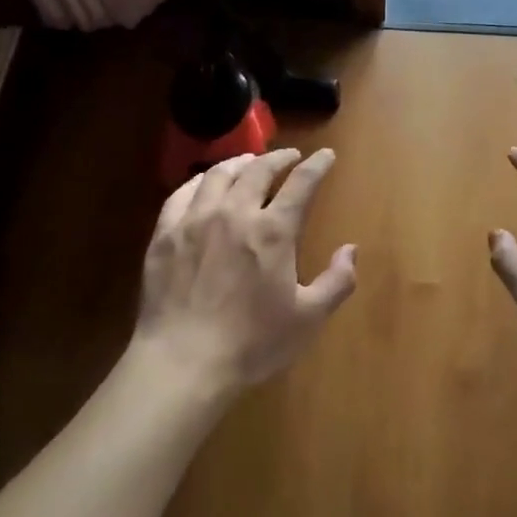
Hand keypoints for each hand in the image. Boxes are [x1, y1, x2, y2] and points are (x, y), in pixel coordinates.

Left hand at [133, 148, 356, 395]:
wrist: (183, 362)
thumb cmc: (252, 343)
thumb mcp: (308, 319)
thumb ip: (336, 281)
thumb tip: (350, 249)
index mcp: (272, 231)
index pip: (301, 183)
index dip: (317, 165)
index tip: (326, 155)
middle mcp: (234, 212)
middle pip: (258, 169)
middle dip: (279, 157)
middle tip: (289, 156)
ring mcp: (195, 219)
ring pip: (218, 174)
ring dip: (240, 162)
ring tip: (249, 162)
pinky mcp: (165, 233)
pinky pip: (182, 193)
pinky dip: (200, 181)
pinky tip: (205, 183)